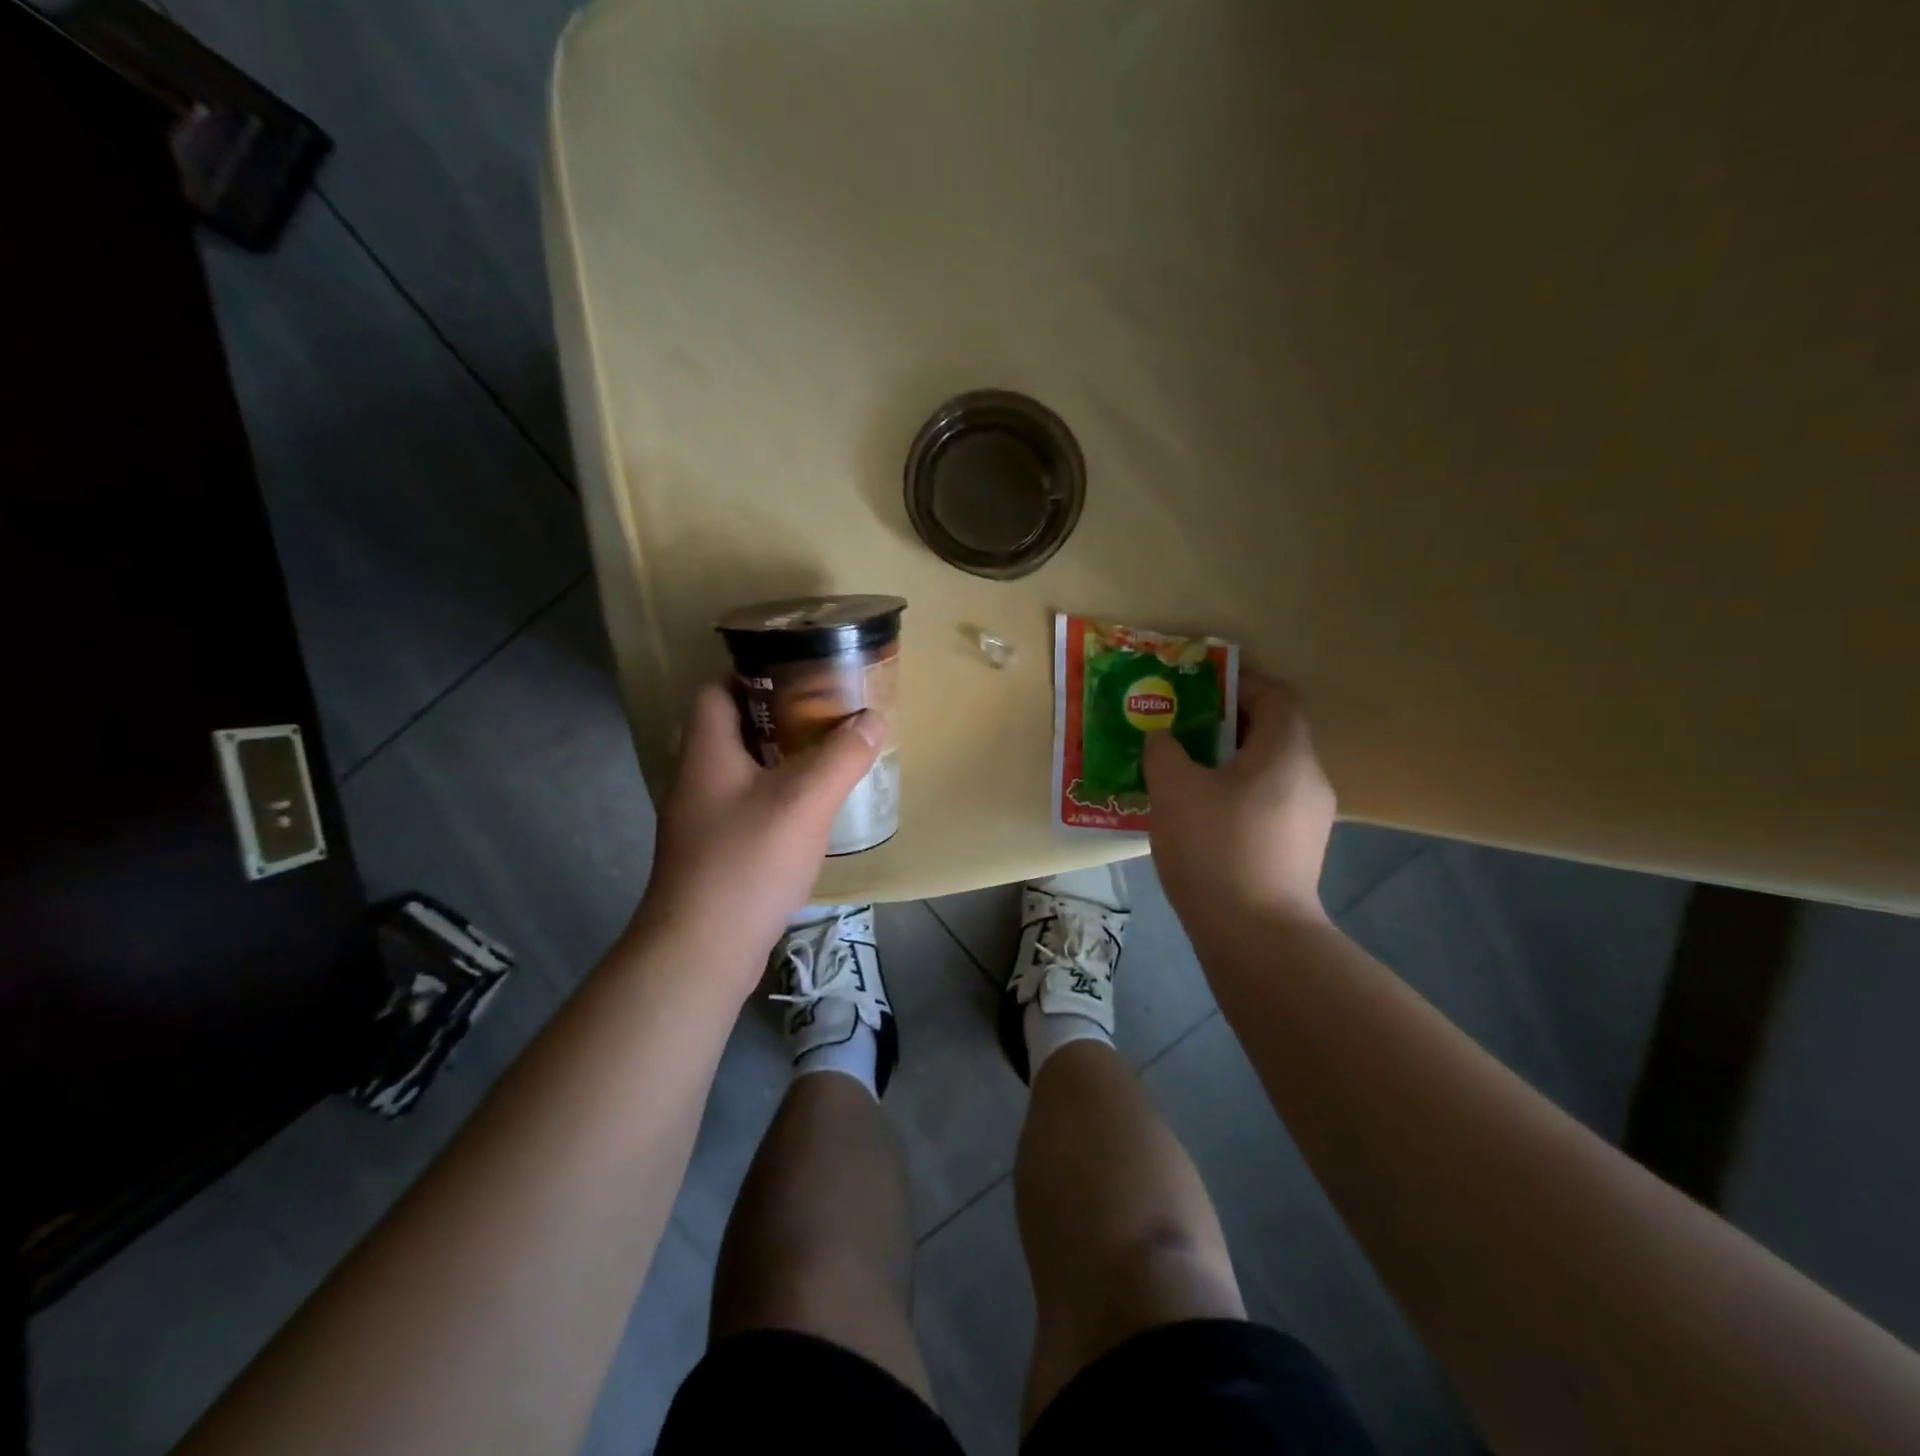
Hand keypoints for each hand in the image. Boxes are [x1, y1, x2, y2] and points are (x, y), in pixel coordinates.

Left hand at [630, 683, 883, 995]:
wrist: (701, 950)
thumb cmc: (747, 861)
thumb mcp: (804, 800)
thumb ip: (841, 755)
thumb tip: (873, 717)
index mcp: (707, 752)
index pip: (716, 690)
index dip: (753, 675)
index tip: (800, 676)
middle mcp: (697, 779)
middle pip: (734, 730)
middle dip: (779, 719)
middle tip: (826, 717)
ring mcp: (702, 820)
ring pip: (743, 772)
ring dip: (781, 760)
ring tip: (827, 758)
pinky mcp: (714, 853)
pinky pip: (748, 807)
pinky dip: (777, 798)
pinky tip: (810, 812)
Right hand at [1141, 673, 1335, 931]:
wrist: (1256, 935)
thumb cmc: (1215, 848)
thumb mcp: (1174, 790)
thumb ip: (1164, 751)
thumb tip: (1163, 738)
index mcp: (1286, 752)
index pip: (1276, 695)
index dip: (1240, 683)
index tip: (1199, 689)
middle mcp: (1309, 777)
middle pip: (1273, 732)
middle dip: (1226, 724)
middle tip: (1182, 729)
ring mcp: (1310, 818)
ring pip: (1269, 770)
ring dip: (1229, 762)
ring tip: (1185, 773)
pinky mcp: (1299, 849)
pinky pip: (1267, 802)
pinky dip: (1237, 795)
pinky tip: (1202, 816)